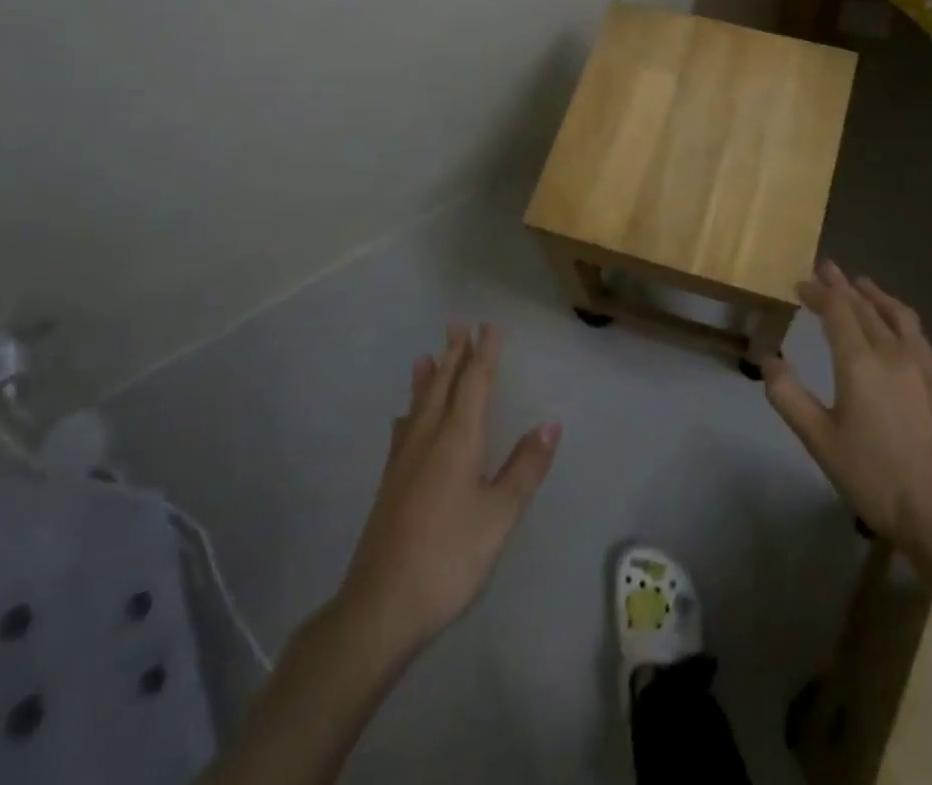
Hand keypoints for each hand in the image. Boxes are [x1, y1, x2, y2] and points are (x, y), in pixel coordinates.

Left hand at [336, 323, 559, 662]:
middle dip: (454, 355)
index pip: (474, 383)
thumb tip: (550, 423)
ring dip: (427, 378)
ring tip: (426, 356)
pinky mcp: (389, 485)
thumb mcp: (500, 515)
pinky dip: (408, 414)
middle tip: (458, 325)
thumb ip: (525, 467)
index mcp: (458, 439)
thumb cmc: (450, 557)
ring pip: (418, 406)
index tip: (490, 326)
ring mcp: (403, 462)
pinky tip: (403, 419)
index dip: (484, 353)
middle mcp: (427, 439)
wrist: (381, 607)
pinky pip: (402, 432)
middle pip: (442, 386)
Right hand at [764, 261, 931, 569]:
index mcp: (860, 362)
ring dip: (875, 294)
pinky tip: (897, 324)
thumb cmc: (874, 476)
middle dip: (842, 286)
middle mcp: (892, 352)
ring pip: (896, 314)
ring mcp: (922, 365)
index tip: (801, 282)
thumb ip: (789, 397)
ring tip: (861, 283)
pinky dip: (899, 315)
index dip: (818, 293)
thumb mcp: (819, 440)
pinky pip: (917, 332)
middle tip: (826, 268)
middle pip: (865, 307)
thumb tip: (767, 360)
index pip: (837, 311)